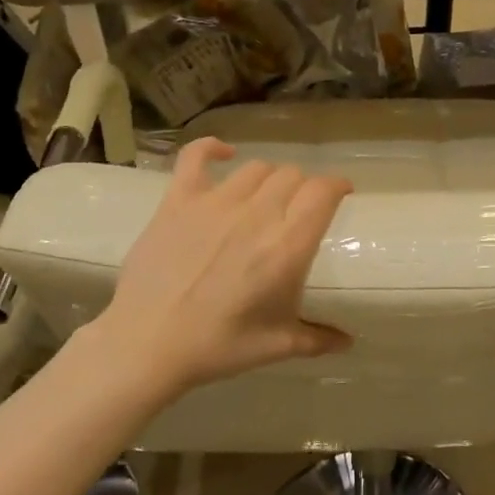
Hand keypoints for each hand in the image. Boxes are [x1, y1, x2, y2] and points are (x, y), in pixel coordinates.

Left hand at [88, 138, 352, 393]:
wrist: (147, 343)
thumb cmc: (218, 346)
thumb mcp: (277, 346)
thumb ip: (318, 339)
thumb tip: (347, 342)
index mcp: (287, 246)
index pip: (323, 192)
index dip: (337, 186)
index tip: (341, 193)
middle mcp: (256, 214)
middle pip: (292, 176)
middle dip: (303, 187)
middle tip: (299, 208)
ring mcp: (215, 202)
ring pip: (256, 168)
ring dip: (269, 178)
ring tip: (266, 196)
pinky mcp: (179, 200)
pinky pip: (196, 157)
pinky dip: (212, 149)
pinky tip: (223, 153)